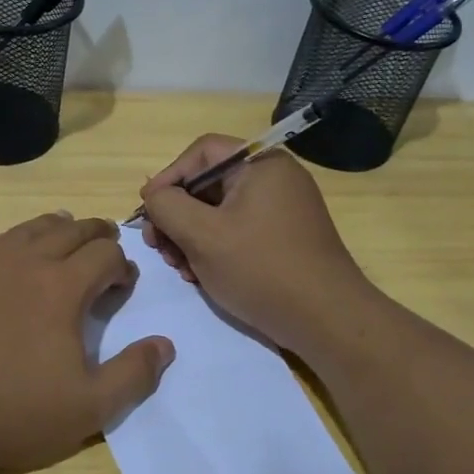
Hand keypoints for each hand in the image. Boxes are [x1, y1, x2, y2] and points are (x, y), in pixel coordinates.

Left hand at [0, 213, 174, 473]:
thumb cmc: (14, 413)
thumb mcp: (90, 407)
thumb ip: (134, 374)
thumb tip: (165, 345)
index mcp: (62, 287)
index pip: (104, 255)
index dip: (122, 265)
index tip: (124, 282)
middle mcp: (23, 263)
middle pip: (68, 231)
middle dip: (94, 233)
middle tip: (105, 241)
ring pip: (25, 230)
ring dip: (52, 228)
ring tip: (63, 231)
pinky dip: (5, 242)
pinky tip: (3, 253)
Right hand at [139, 135, 372, 357]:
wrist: (326, 320)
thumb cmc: (261, 269)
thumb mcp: (202, 235)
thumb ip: (167, 206)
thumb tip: (153, 195)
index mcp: (261, 165)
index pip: (201, 153)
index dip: (168, 177)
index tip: (147, 211)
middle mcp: (274, 179)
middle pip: (208, 183)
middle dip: (176, 215)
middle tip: (158, 247)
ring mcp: (281, 209)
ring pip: (218, 211)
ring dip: (190, 236)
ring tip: (179, 268)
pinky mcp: (283, 237)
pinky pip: (237, 230)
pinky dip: (213, 247)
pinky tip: (200, 275)